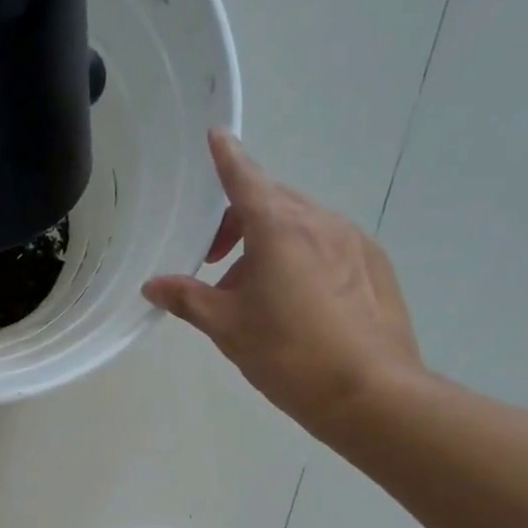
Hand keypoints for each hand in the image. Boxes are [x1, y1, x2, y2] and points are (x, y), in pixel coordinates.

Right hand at [142, 130, 425, 437]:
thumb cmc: (287, 355)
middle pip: (272, 202)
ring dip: (268, 244)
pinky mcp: (373, 266)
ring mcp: (353, 242)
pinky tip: (295, 305)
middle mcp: (320, 222)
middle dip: (238, 221)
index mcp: (279, 229)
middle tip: (214, 262)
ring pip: (301, 225)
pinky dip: (301, 258)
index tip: (216, 136)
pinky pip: (327, 246)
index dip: (227, 158)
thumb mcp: (227, 328)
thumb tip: (154, 285)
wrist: (369, 392)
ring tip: (253, 294)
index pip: (245, 180)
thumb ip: (188, 299)